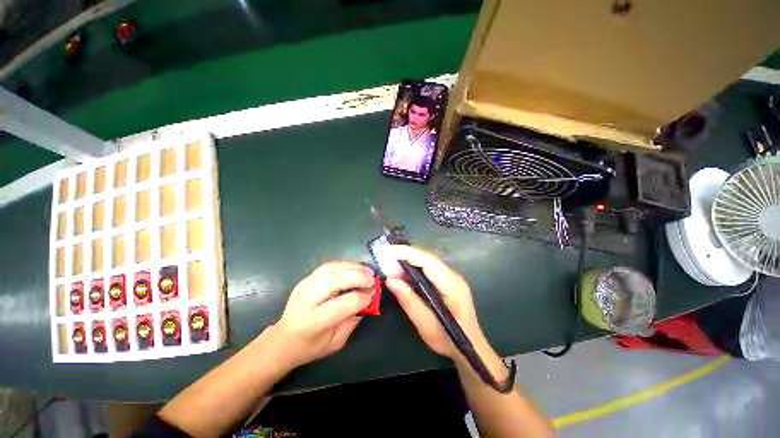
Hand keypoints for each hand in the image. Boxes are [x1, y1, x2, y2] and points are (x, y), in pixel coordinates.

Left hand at [267, 261, 374, 370]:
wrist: (283, 339)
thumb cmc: (311, 346)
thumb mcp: (336, 342)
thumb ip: (352, 321)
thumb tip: (368, 300)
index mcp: (313, 323)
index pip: (341, 305)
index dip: (360, 298)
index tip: (372, 295)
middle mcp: (307, 300)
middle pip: (334, 281)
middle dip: (357, 277)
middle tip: (373, 278)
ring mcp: (304, 286)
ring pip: (331, 269)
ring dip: (352, 267)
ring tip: (367, 271)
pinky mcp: (306, 278)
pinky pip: (328, 266)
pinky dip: (344, 264)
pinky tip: (355, 268)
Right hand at [385, 245, 485, 358]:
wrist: (470, 348)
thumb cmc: (448, 339)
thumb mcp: (426, 325)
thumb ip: (409, 301)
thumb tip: (390, 279)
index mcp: (451, 284)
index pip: (428, 261)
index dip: (408, 253)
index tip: (389, 251)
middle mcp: (453, 275)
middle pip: (427, 258)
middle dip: (406, 256)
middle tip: (386, 260)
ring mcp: (452, 277)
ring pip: (428, 261)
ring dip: (409, 261)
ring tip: (391, 266)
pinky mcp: (448, 280)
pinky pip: (429, 268)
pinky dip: (414, 268)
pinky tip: (404, 273)